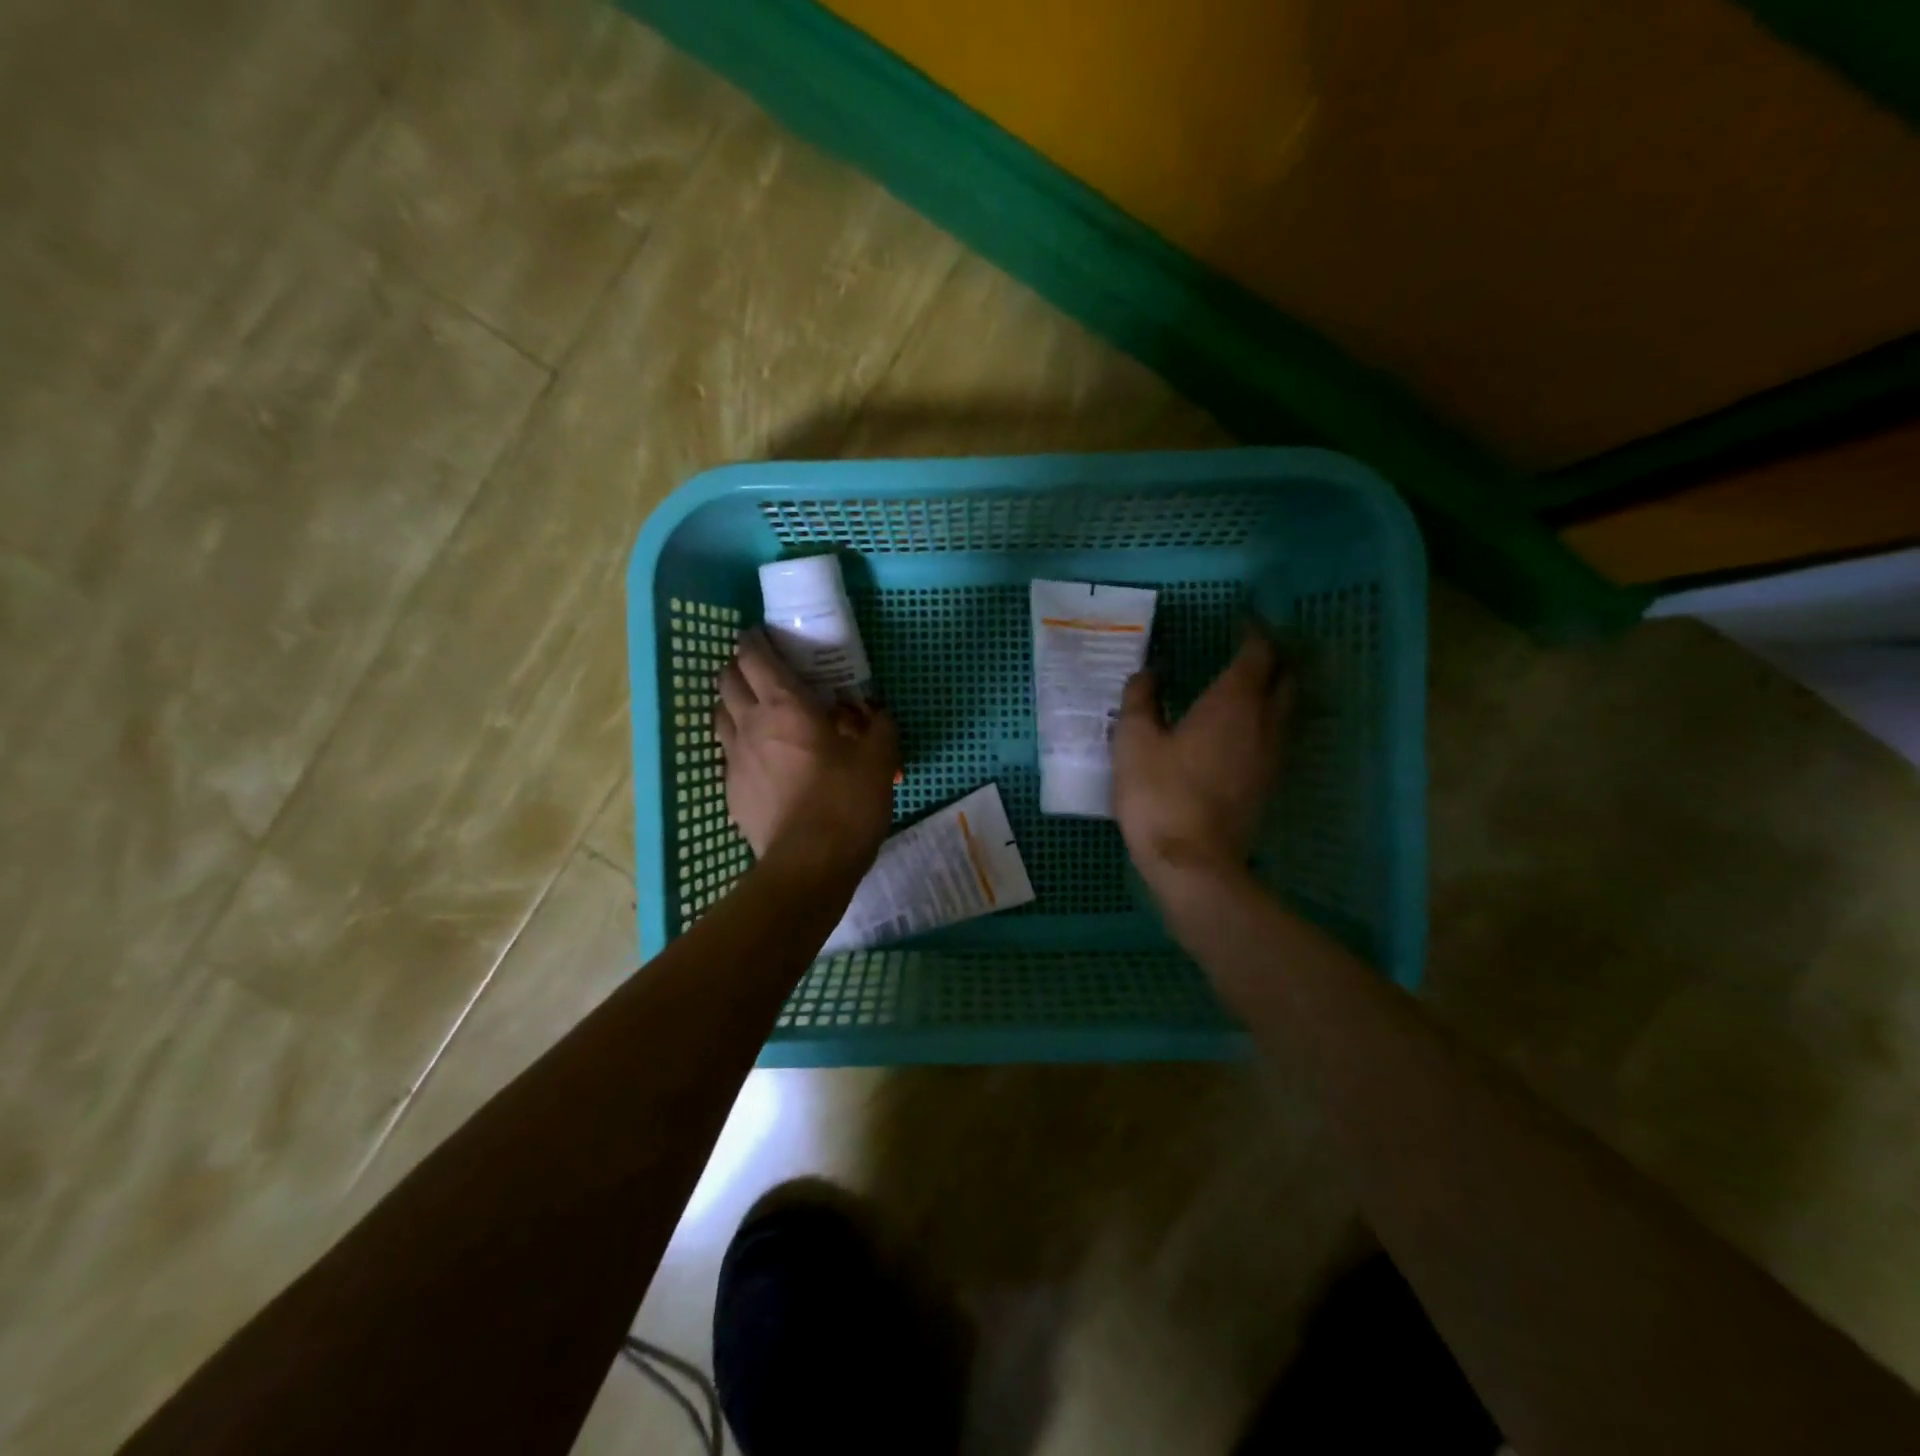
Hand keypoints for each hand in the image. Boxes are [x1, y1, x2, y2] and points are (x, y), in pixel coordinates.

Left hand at [714, 630, 898, 876]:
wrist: (809, 865)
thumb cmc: (845, 802)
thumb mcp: (879, 758)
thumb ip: (879, 725)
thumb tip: (877, 710)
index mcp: (785, 705)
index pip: (753, 656)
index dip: (755, 640)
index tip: (764, 636)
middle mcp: (750, 723)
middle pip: (726, 679)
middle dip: (739, 667)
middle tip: (764, 673)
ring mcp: (734, 759)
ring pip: (719, 714)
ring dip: (733, 704)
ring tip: (757, 711)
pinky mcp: (731, 791)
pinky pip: (727, 754)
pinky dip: (739, 744)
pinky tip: (761, 759)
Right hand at [1113, 629, 1293, 890]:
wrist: (1192, 861)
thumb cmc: (1159, 793)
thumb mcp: (1133, 740)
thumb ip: (1141, 698)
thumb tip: (1150, 672)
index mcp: (1233, 703)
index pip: (1258, 653)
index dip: (1253, 632)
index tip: (1240, 622)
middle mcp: (1264, 722)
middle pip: (1285, 677)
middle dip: (1272, 657)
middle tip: (1247, 649)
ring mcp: (1273, 755)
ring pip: (1287, 708)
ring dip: (1274, 688)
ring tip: (1246, 684)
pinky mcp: (1269, 783)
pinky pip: (1278, 736)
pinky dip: (1267, 719)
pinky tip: (1241, 729)